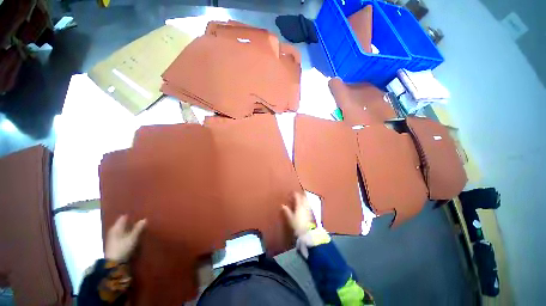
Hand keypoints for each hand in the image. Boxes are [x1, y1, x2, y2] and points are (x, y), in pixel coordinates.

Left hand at [105, 215, 146, 261]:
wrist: (113, 263)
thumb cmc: (123, 248)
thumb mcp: (132, 238)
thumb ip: (138, 228)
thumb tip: (144, 219)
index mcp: (116, 227)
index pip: (123, 217)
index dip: (131, 215)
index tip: (139, 214)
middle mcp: (113, 230)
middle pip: (122, 223)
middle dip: (130, 221)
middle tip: (140, 220)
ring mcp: (112, 237)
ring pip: (122, 229)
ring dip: (129, 227)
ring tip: (138, 226)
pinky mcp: (114, 242)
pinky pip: (121, 233)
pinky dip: (126, 232)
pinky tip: (132, 234)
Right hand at [282, 193, 314, 237]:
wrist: (306, 232)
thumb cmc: (297, 224)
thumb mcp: (290, 218)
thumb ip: (287, 211)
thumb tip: (282, 205)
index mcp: (299, 205)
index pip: (297, 197)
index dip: (295, 194)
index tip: (292, 192)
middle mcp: (304, 205)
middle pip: (303, 197)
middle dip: (301, 194)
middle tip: (298, 193)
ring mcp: (308, 209)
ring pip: (307, 200)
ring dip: (304, 197)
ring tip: (302, 196)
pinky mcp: (311, 213)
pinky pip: (308, 204)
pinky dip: (306, 202)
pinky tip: (305, 204)